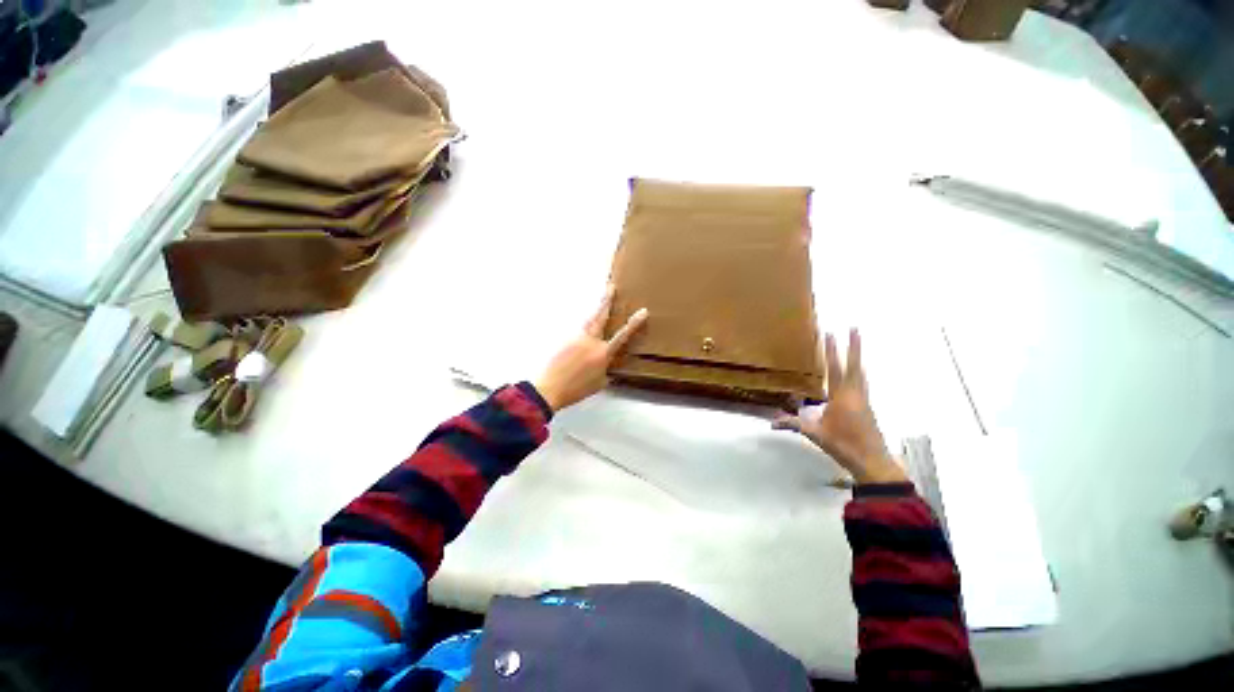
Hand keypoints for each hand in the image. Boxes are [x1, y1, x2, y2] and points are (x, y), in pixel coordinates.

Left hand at [535, 285, 647, 412]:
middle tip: (610, 286)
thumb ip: (605, 372)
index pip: (622, 335)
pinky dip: (584, 328)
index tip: (643, 311)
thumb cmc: (576, 390)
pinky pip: (578, 331)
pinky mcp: (565, 340)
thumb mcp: (598, 384)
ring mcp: (576, 338)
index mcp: (602, 353)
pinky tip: (583, 332)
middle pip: (600, 316)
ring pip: (588, 320)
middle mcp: (590, 341)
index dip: (634, 323)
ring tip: (601, 301)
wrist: (549, 388)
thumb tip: (607, 368)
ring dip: (595, 310)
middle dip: (606, 300)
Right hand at [773, 329, 905, 484]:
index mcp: (841, 397)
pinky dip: (859, 371)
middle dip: (854, 346)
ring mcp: (864, 399)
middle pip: (855, 365)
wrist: (872, 461)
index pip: (834, 369)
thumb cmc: (843, 445)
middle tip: (855, 327)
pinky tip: (857, 372)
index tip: (830, 333)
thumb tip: (772, 422)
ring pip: (861, 373)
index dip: (831, 351)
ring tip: (856, 344)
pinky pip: (863, 382)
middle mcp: (855, 394)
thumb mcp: (815, 434)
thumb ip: (794, 424)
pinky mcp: (868, 406)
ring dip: (858, 357)